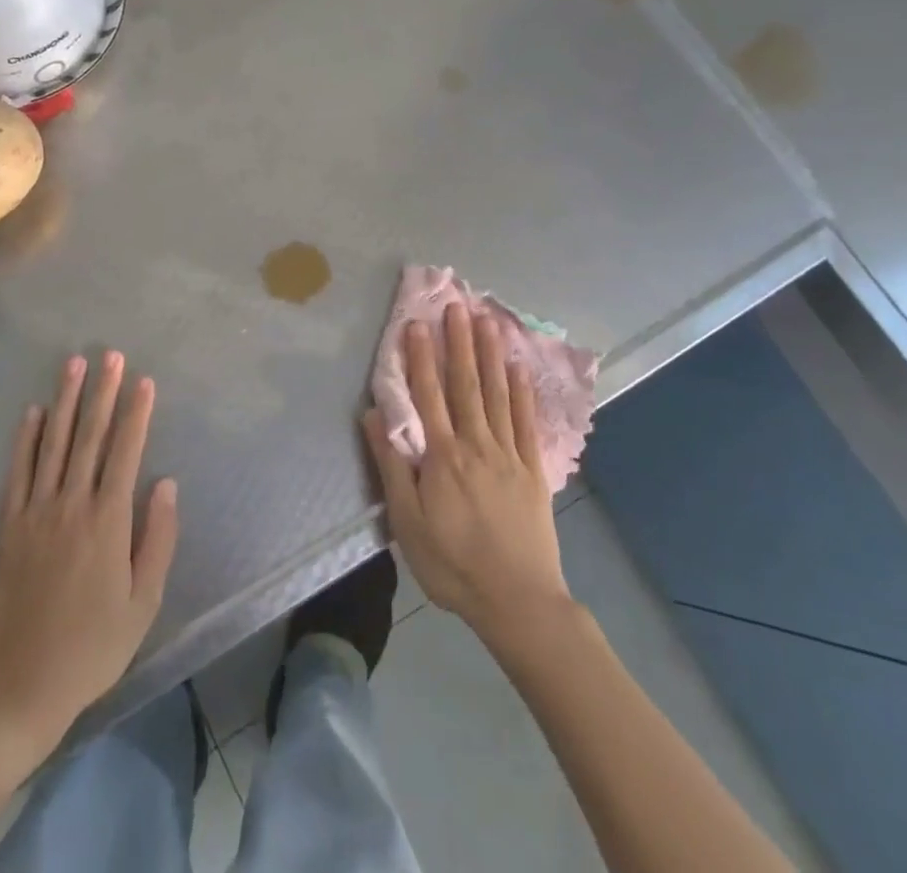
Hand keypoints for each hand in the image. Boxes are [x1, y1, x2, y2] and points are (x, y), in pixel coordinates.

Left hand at [0, 351, 178, 757]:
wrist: (20, 686)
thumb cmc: (92, 647)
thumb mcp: (143, 602)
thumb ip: (157, 538)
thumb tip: (165, 483)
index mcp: (107, 521)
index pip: (125, 452)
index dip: (136, 413)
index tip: (144, 380)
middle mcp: (71, 505)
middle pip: (90, 437)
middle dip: (102, 392)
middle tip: (111, 355)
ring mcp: (35, 512)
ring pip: (54, 444)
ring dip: (65, 401)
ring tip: (74, 364)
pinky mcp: (8, 526)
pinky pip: (18, 471)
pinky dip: (26, 439)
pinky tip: (33, 411)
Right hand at [363, 303, 571, 644]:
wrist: (518, 601)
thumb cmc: (453, 565)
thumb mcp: (407, 523)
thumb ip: (391, 466)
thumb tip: (373, 415)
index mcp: (443, 457)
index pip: (428, 396)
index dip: (420, 358)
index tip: (416, 324)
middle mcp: (476, 445)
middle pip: (465, 384)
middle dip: (458, 343)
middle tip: (455, 305)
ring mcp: (508, 454)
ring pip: (496, 394)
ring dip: (489, 355)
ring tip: (486, 320)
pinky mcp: (532, 469)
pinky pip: (525, 421)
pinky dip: (521, 392)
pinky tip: (518, 367)